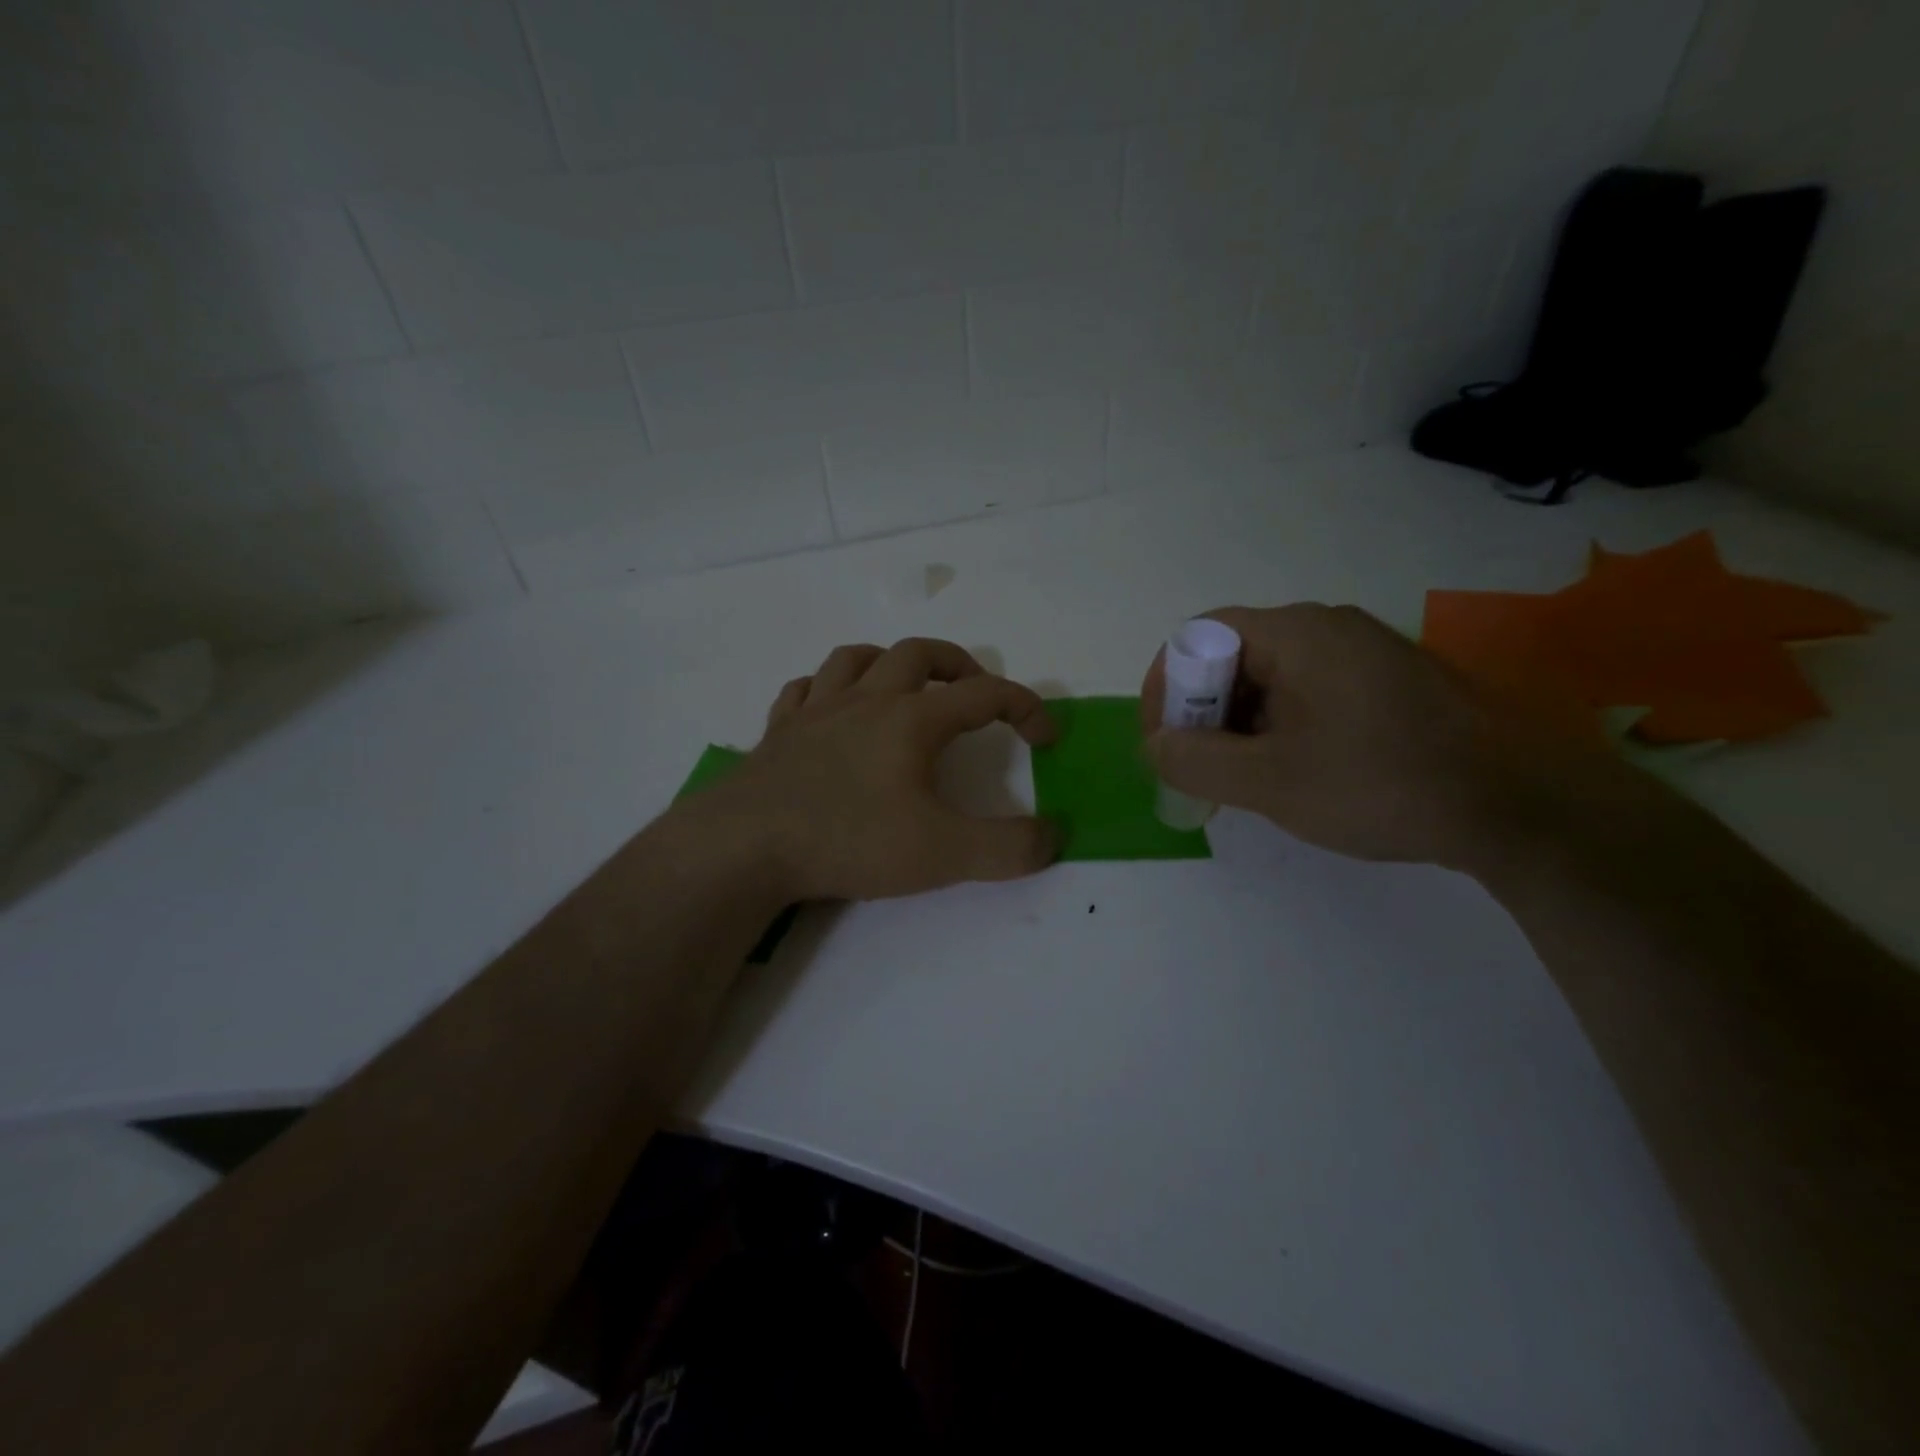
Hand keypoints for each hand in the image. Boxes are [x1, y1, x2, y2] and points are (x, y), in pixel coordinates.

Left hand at [692, 638, 1060, 901]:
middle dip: (958, 665)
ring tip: (905, 689)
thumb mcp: (943, 854)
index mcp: (911, 720)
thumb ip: (1008, 848)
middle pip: (919, 653)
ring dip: (890, 664)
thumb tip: (1053, 836)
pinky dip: (826, 689)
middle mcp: (866, 701)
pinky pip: (804, 689)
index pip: (985, 695)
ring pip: (856, 658)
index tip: (1045, 738)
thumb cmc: (850, 840)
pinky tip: (830, 708)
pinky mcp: (778, 732)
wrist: (745, 845)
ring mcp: (815, 711)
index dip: (1025, 708)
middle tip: (975, 693)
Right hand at [1140, 604, 1606, 867]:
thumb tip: (1156, 744)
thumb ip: (1196, 760)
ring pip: (1272, 677)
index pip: (1199, 636)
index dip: (1167, 686)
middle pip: (1234, 655)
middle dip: (1202, 711)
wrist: (1522, 808)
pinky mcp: (1391, 681)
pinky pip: (1310, 691)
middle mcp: (1329, 627)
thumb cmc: (1382, 784)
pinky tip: (1293, 772)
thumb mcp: (1271, 782)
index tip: (1162, 741)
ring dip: (1241, 724)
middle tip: (1200, 768)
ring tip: (1243, 779)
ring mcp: (1365, 652)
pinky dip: (1281, 726)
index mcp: (1297, 632)